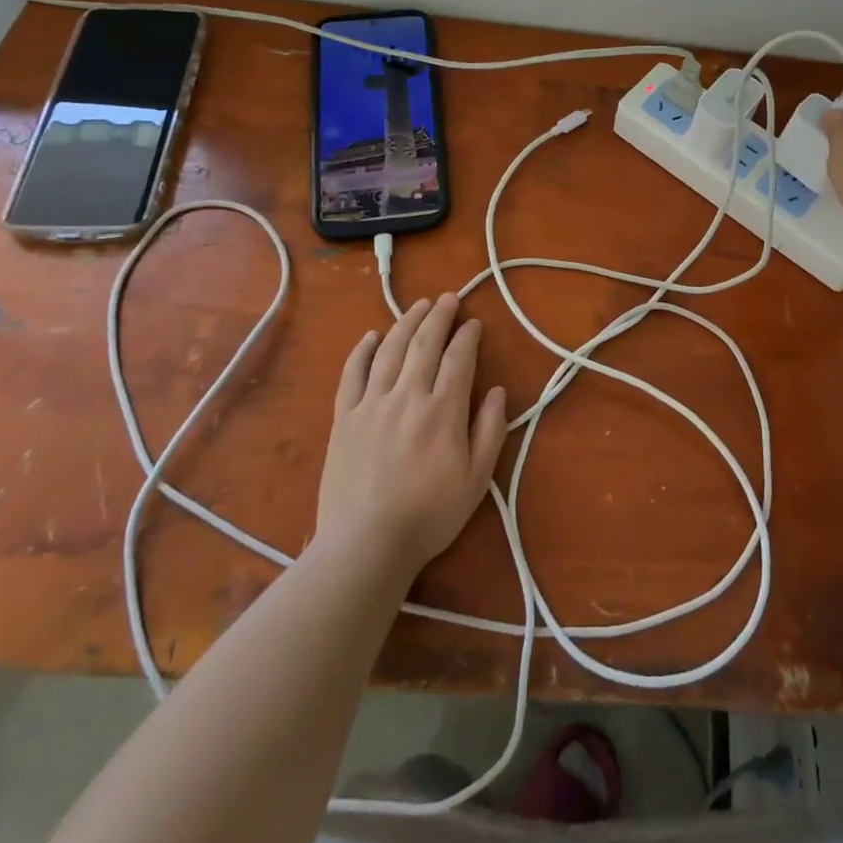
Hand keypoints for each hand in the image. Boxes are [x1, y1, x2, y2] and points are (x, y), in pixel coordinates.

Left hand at [316, 294, 508, 576]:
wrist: (365, 545)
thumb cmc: (428, 516)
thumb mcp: (476, 480)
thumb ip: (490, 431)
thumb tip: (498, 391)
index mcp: (443, 410)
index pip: (459, 358)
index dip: (467, 336)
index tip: (473, 322)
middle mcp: (408, 395)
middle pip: (424, 343)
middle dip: (439, 316)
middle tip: (448, 297)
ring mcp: (372, 404)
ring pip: (390, 349)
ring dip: (406, 322)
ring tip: (418, 305)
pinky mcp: (344, 418)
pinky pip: (352, 374)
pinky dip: (362, 350)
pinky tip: (372, 336)